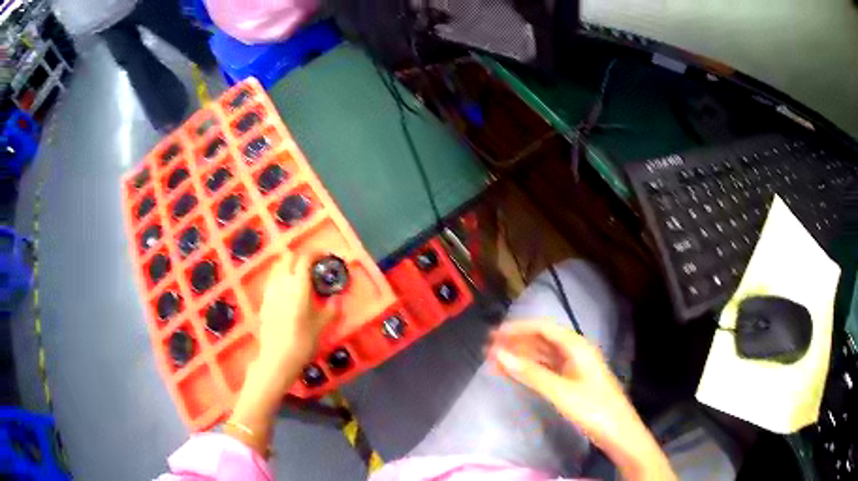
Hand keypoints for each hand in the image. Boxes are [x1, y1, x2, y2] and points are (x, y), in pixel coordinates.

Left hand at [257, 252, 337, 368]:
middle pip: (287, 258)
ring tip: (299, 277)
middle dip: (299, 257)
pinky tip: (287, 292)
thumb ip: (331, 309)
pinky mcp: (263, 302)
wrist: (277, 358)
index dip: (315, 254)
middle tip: (312, 266)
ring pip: (277, 268)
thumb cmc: (303, 340)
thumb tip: (337, 299)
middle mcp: (282, 282)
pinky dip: (280, 279)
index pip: (305, 259)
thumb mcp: (321, 325)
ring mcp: (270, 291)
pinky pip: (272, 281)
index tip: (324, 256)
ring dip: (288, 266)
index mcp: (298, 284)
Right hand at [487, 319, 675, 480]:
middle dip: (516, 343)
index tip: (494, 334)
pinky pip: (546, 370)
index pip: (543, 328)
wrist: (617, 431)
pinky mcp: (571, 381)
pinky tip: (513, 374)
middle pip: (541, 341)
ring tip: (494, 362)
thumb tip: (501, 355)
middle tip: (488, 350)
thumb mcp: (561, 391)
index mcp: (577, 346)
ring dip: (520, 357)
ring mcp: (573, 367)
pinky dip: (529, 370)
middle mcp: (575, 352)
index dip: (518, 329)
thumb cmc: (593, 408)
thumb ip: (531, 373)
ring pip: (542, 356)